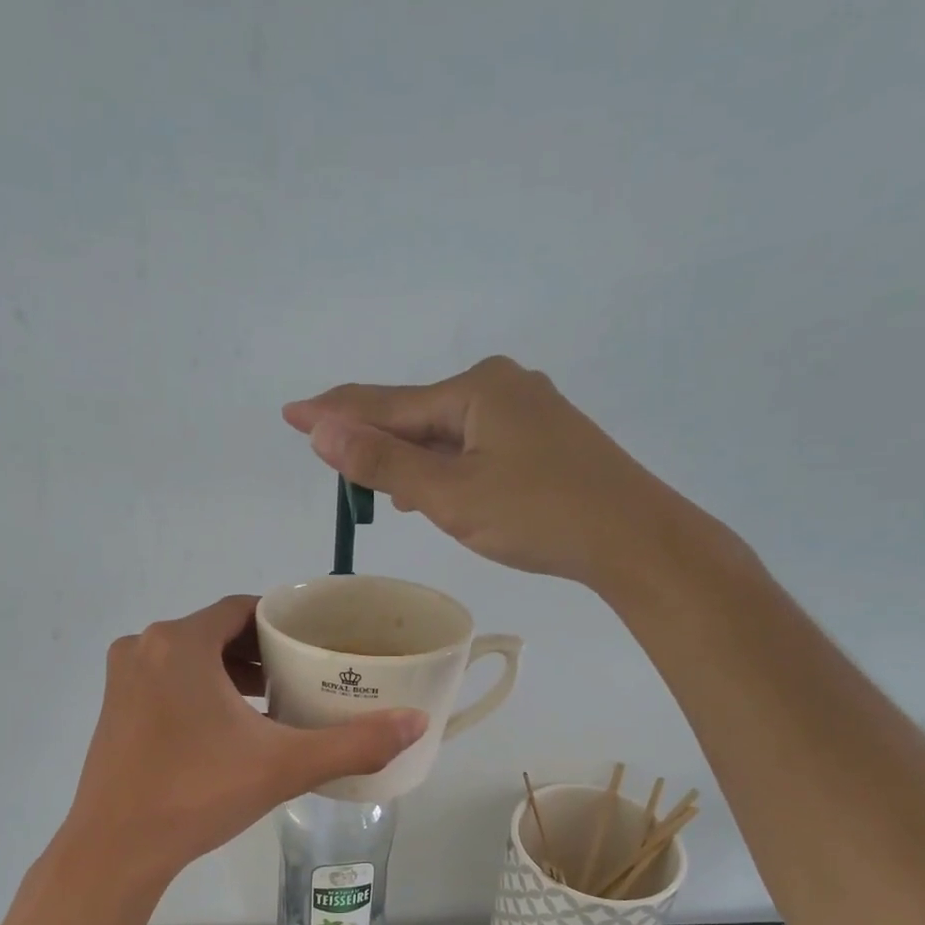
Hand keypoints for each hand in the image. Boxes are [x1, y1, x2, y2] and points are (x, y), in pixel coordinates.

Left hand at [59, 596, 426, 891]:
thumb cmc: (197, 794)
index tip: (317, 642)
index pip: (244, 609)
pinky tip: (231, 726)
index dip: (284, 622)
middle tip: (304, 673)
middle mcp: (145, 647)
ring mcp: (123, 678)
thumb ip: (354, 742)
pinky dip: (202, 690)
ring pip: (191, 658)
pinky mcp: (114, 708)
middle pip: (217, 632)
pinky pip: (168, 681)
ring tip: (275, 698)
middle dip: (261, 650)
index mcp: (180, 643)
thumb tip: (418, 722)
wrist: (116, 850)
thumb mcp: (283, 766)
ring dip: (231, 672)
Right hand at [284, 356, 687, 591]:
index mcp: (475, 388)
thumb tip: (322, 429)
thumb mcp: (451, 494)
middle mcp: (501, 385)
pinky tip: (435, 486)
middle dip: (374, 438)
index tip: (290, 412)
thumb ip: (384, 462)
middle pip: (417, 413)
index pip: (386, 403)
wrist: (634, 538)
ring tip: (377, 485)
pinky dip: (445, 465)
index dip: (334, 412)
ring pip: (447, 432)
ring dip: (410, 456)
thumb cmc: (539, 515)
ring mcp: (527, 410)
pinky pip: (474, 444)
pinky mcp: (545, 438)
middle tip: (333, 462)